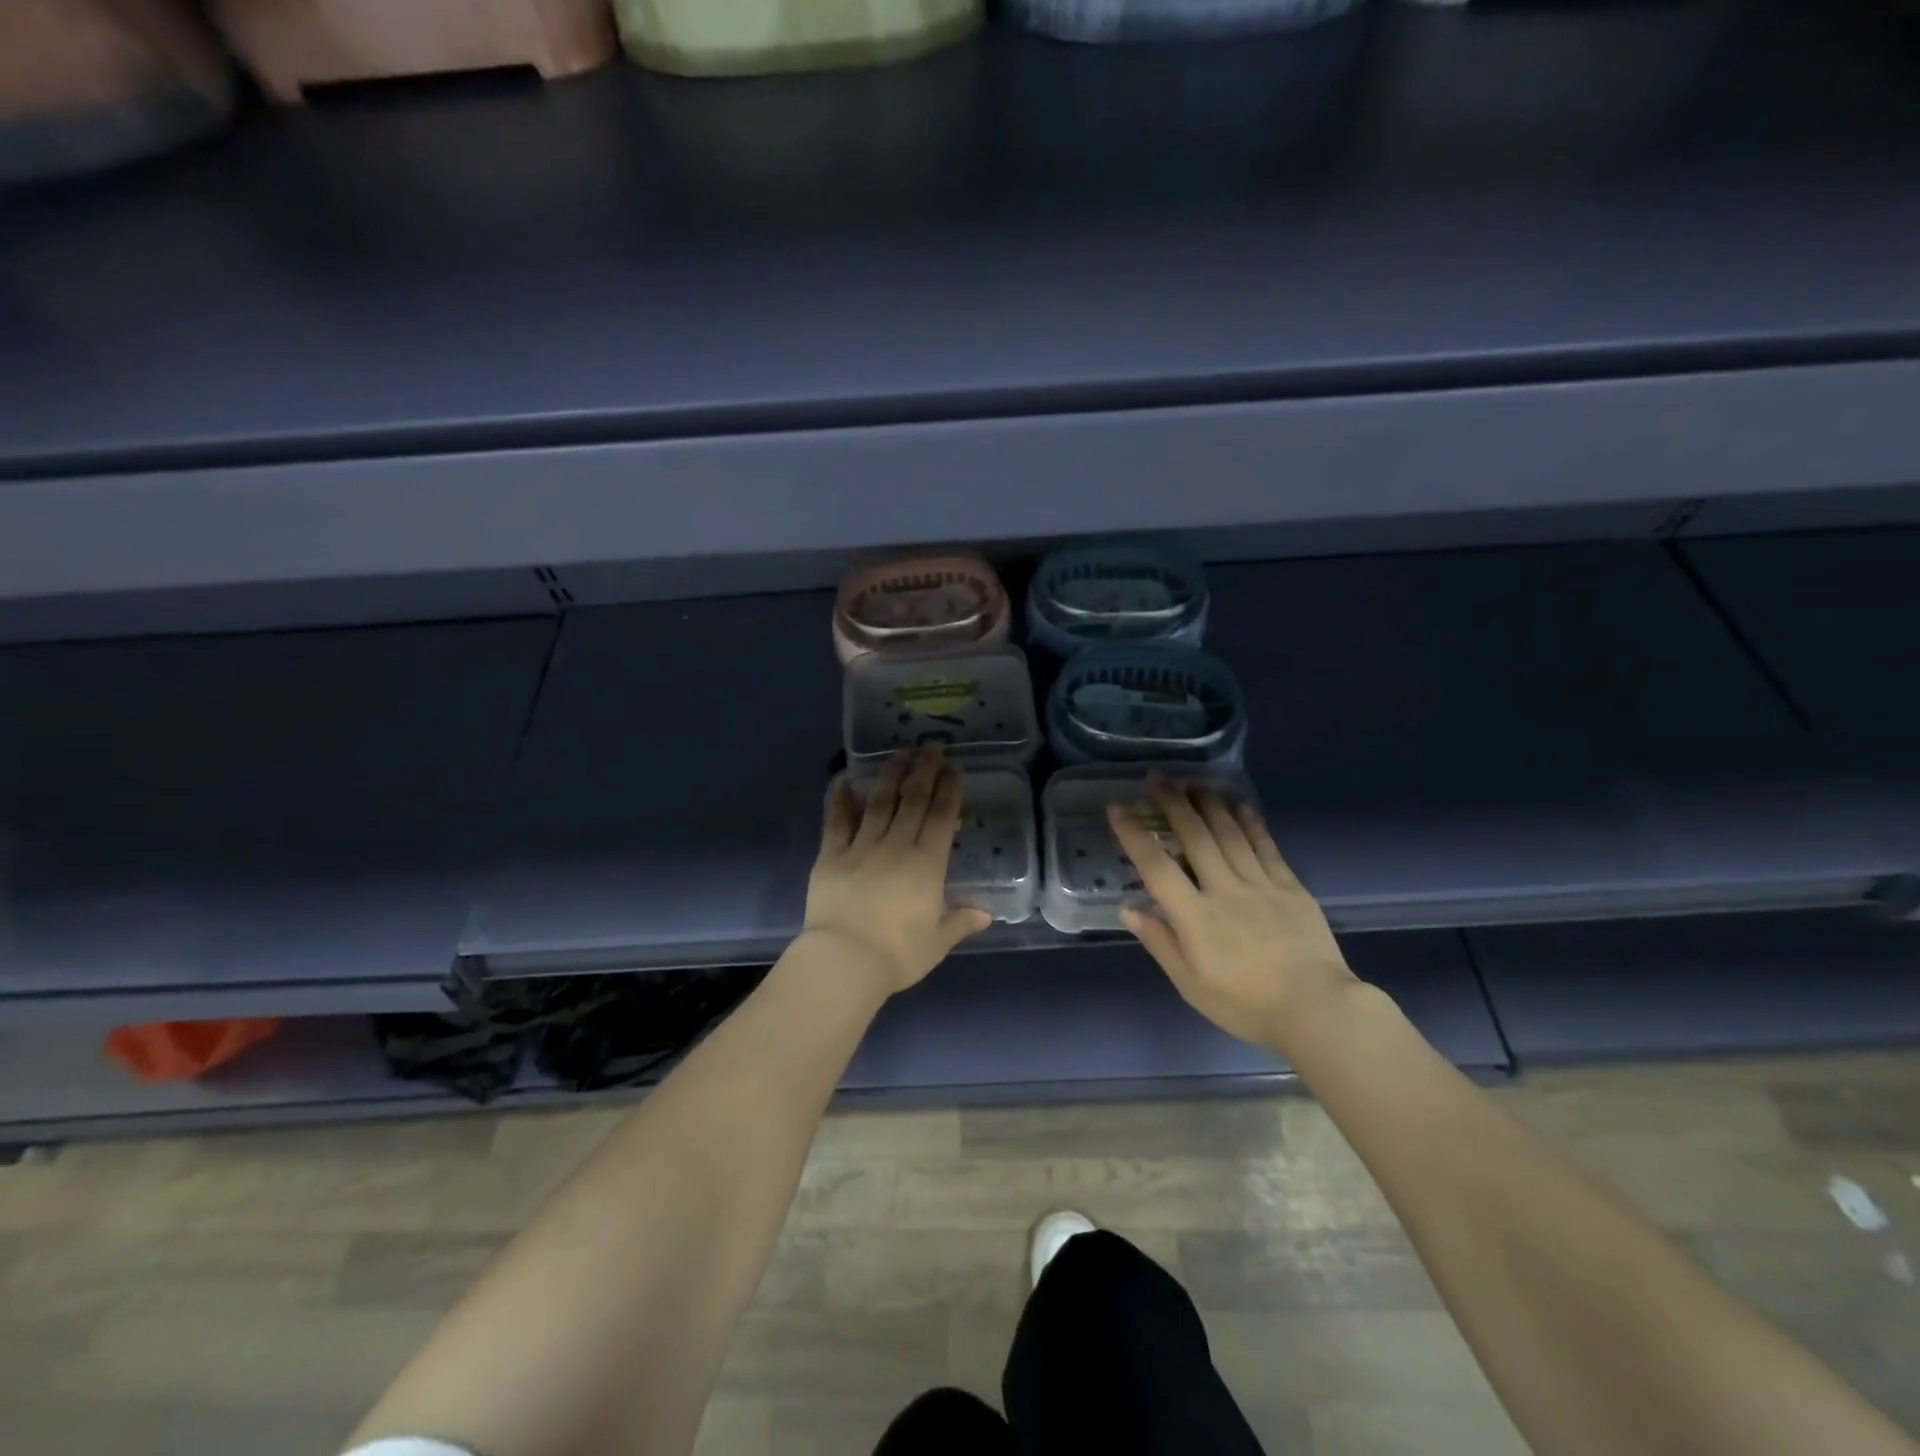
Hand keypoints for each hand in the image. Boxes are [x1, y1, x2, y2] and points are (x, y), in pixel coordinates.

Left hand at [802, 746, 992, 996]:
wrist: (844, 961)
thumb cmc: (897, 955)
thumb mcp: (936, 943)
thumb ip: (959, 922)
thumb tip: (985, 913)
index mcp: (926, 865)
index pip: (941, 817)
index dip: (949, 789)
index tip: (953, 767)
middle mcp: (896, 846)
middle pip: (912, 800)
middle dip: (924, 770)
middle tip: (930, 746)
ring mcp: (861, 848)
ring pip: (879, 803)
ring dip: (890, 776)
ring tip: (898, 753)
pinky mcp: (831, 856)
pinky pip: (836, 822)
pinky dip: (839, 800)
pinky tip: (842, 780)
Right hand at [1108, 775, 1357, 1049]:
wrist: (1317, 1010)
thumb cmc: (1246, 1004)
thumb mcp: (1190, 984)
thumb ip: (1160, 943)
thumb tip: (1129, 909)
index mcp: (1195, 916)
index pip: (1156, 866)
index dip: (1133, 835)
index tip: (1117, 807)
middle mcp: (1225, 889)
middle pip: (1195, 836)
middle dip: (1173, 803)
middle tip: (1157, 778)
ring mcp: (1260, 884)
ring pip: (1230, 833)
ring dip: (1209, 803)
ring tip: (1193, 781)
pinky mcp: (1291, 887)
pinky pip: (1267, 846)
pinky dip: (1252, 822)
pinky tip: (1241, 805)